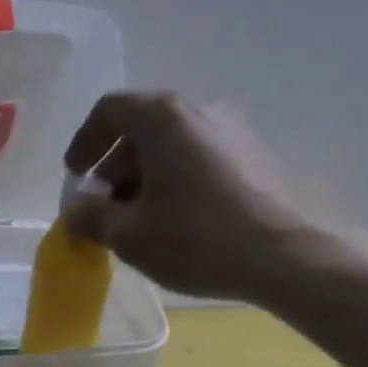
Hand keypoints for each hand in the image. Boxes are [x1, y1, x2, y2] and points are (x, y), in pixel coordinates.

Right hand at [63, 92, 310, 301]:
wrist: (291, 257)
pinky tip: (178, 221)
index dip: (84, 142)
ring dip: (146, 176)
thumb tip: (77, 211)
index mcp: (163, 116)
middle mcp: (200, 109)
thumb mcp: (130, 235)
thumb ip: (91, 217)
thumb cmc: (198, 238)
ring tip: (140, 220)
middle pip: (142, 128)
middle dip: (115, 167)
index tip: (76, 177)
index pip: (109, 110)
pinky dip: (178, 180)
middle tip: (105, 207)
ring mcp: (234, 130)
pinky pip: (201, 158)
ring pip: (173, 145)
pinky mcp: (257, 156)